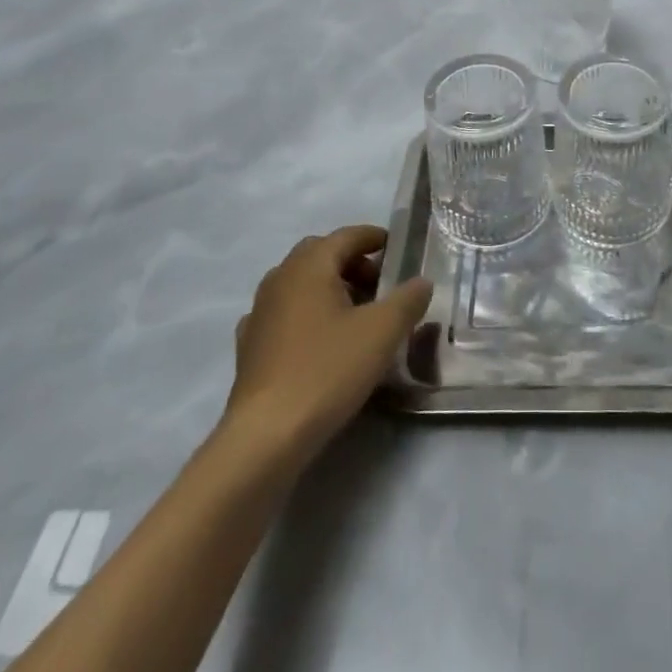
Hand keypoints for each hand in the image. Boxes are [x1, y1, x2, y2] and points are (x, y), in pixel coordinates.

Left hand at [225, 226, 433, 459]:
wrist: (266, 435)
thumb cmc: (328, 370)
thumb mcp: (382, 332)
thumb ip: (408, 300)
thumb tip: (421, 282)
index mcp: (310, 265)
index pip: (346, 236)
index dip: (374, 238)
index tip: (397, 250)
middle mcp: (279, 278)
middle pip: (321, 255)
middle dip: (352, 263)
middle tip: (380, 286)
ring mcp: (259, 312)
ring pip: (300, 285)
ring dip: (329, 289)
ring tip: (356, 317)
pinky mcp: (250, 347)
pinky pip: (285, 315)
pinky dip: (307, 316)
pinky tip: (321, 342)